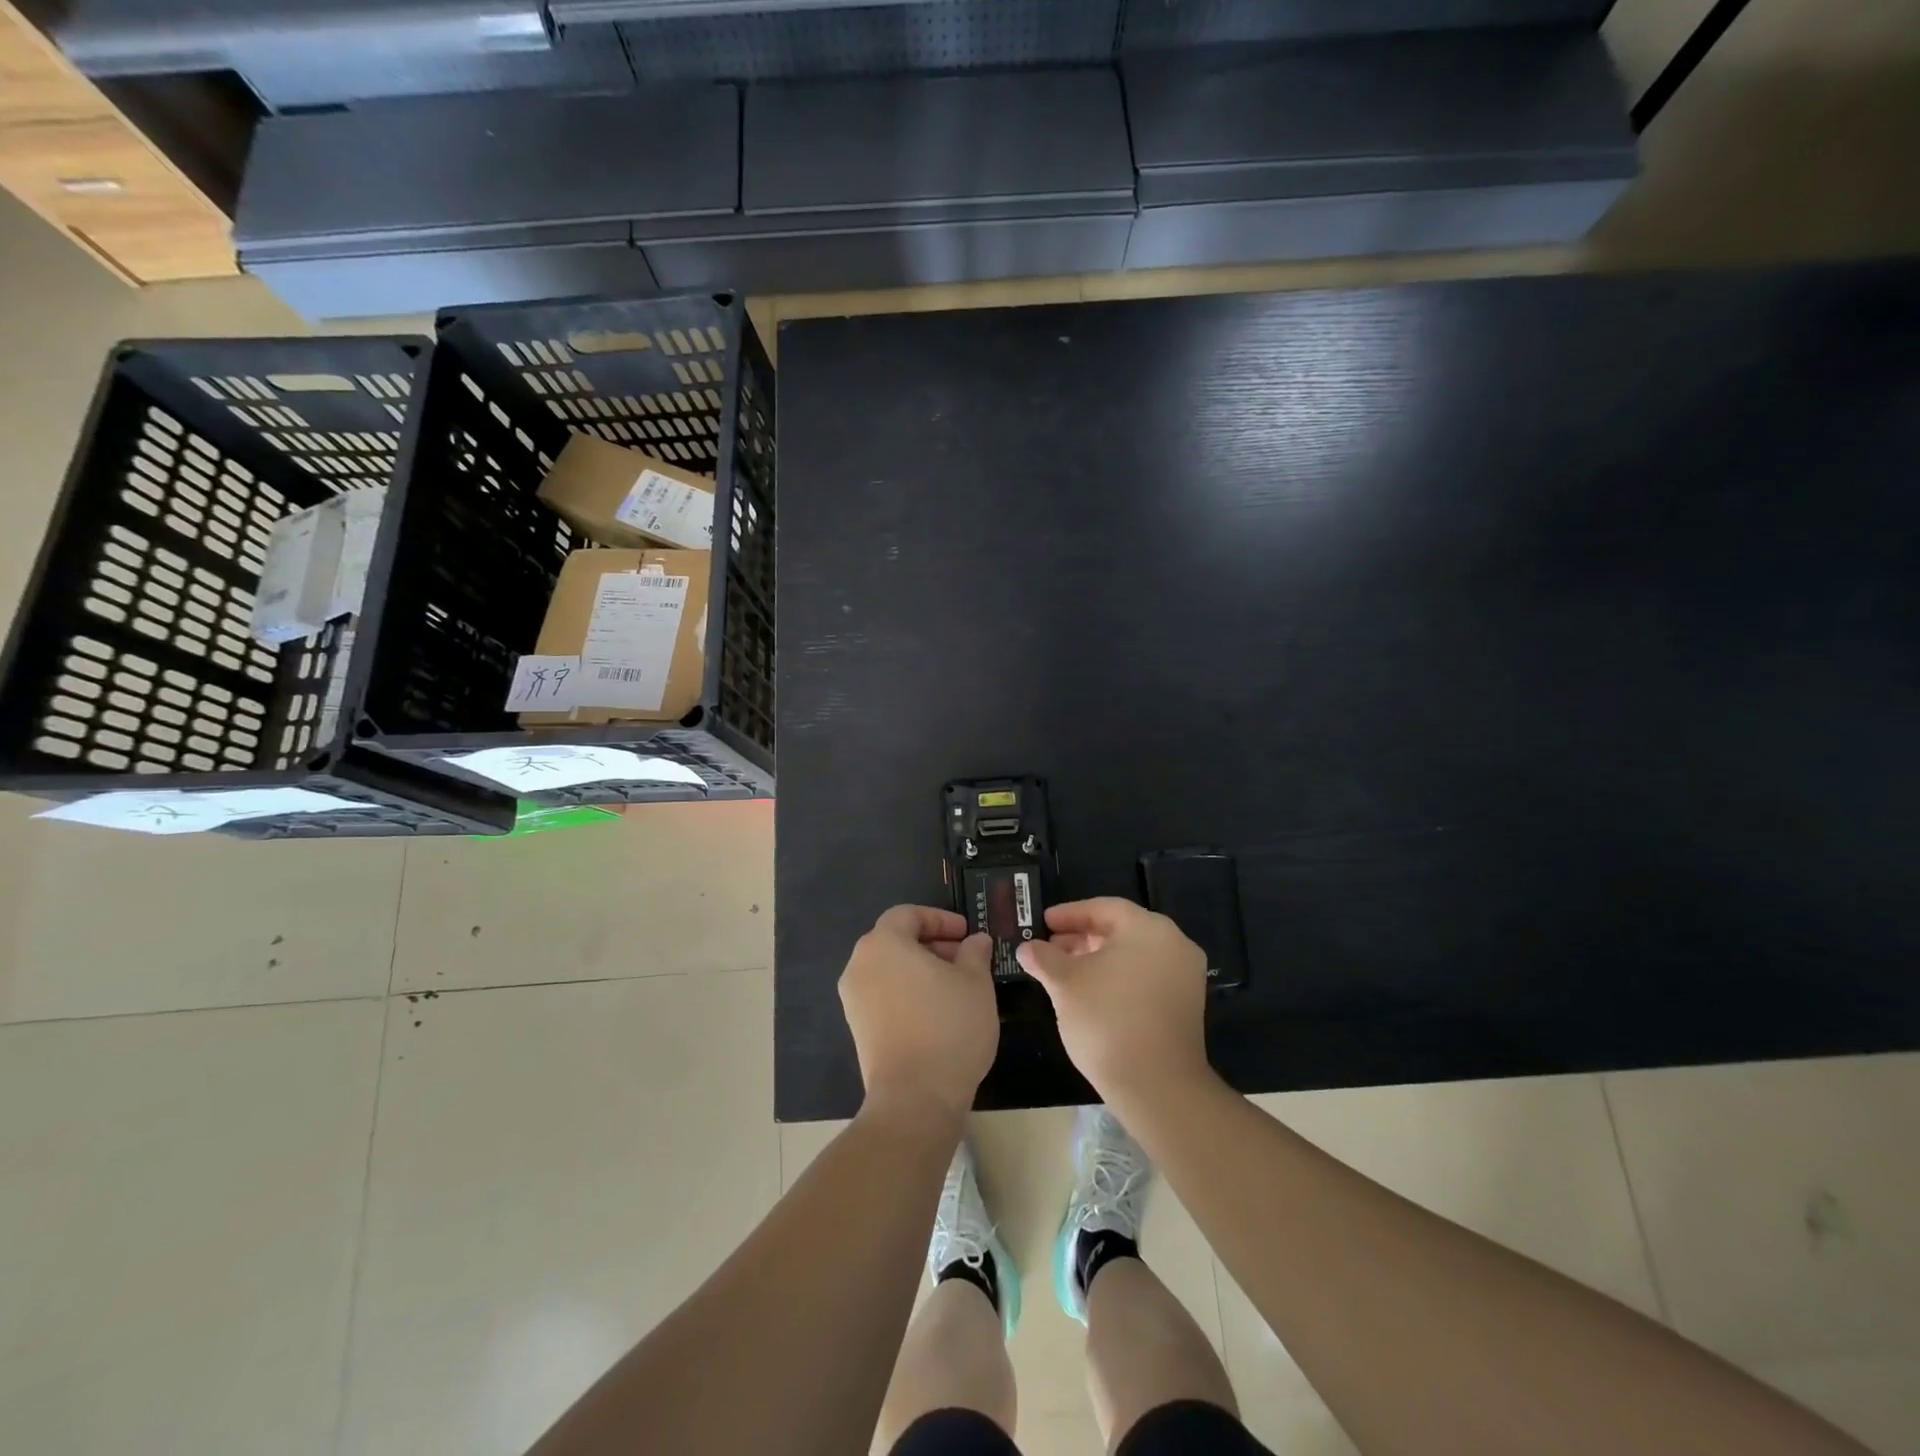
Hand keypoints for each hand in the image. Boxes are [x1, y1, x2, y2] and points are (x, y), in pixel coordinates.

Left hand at [840, 906, 997, 1125]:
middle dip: (932, 944)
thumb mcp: (975, 982)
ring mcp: (854, 999)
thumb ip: (975, 952)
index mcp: (883, 943)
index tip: (966, 934)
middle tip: (965, 958)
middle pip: (896, 940)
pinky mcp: (857, 1029)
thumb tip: (975, 941)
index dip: (940, 918)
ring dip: (921, 969)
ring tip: (956, 986)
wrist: (915, 1097)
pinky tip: (937, 1012)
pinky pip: (883, 995)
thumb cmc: (948, 1026)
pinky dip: (907, 992)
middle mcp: (860, 965)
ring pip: (889, 969)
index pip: (908, 914)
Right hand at [1017, 897, 1211, 1105]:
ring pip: (1133, 954)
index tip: (1043, 923)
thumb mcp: (1065, 984)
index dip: (1069, 914)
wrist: (1157, 1086)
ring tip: (1064, 972)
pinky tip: (1090, 994)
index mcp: (1149, 929)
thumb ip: (1044, 959)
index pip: (1103, 908)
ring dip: (1097, 959)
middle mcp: (1174, 944)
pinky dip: (1118, 977)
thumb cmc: (1107, 1020)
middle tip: (1049, 948)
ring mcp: (1184, 976)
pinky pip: (1146, 976)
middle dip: (1081, 938)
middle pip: (1120, 929)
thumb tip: (1027, 948)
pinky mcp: (1185, 1004)